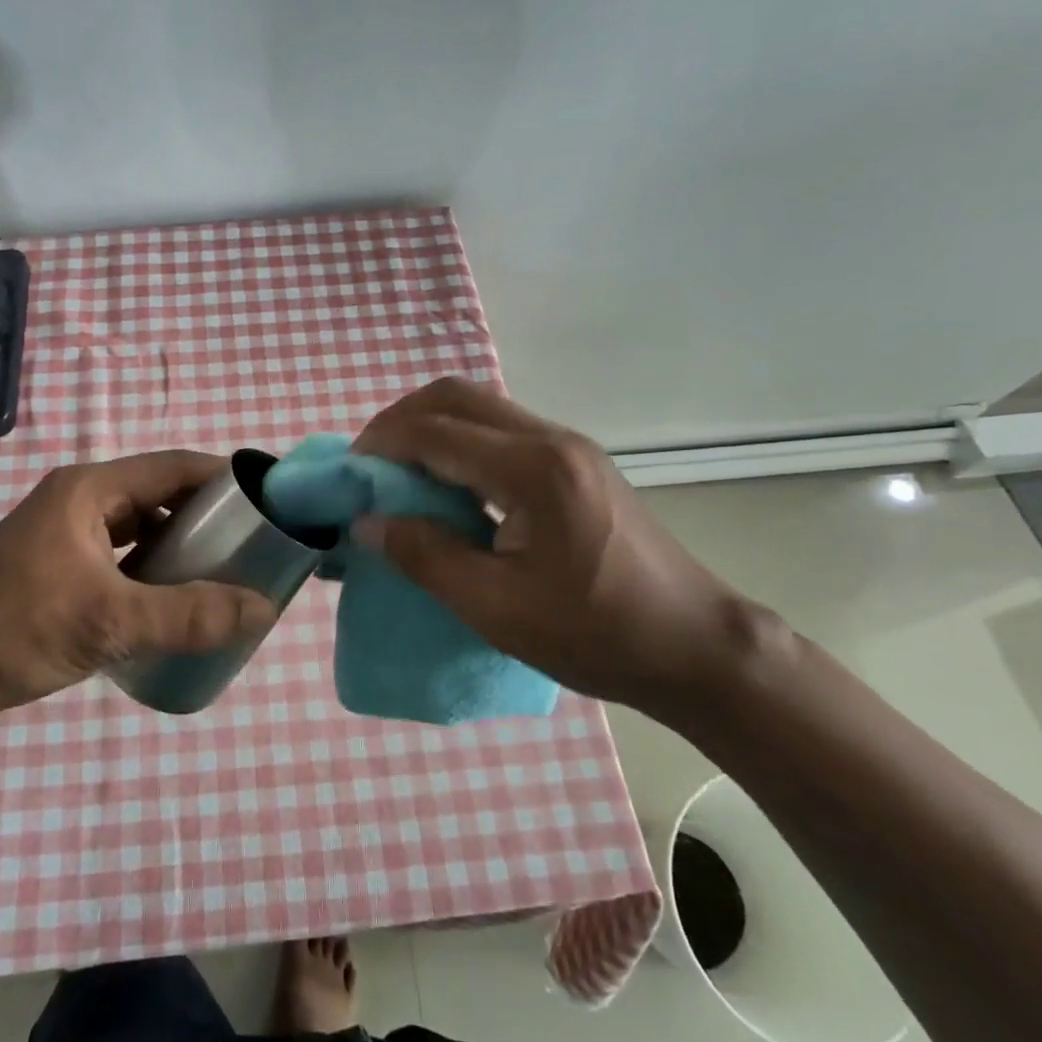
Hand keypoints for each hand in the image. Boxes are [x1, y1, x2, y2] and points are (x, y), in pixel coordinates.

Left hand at [0, 450, 277, 718]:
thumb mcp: (111, 621)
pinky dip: (149, 566)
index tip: (267, 502)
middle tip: (251, 544)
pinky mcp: (55, 563)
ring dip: (177, 543)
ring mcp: (63, 531)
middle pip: (158, 493)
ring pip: (138, 524)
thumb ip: (190, 615)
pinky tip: (168, 598)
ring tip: (220, 571)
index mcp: (89, 488)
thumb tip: (264, 609)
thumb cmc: (18, 630)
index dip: (223, 478)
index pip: (174, 466)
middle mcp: (78, 498)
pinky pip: (119, 551)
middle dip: (205, 515)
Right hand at [351, 379, 753, 716]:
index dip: (380, 444)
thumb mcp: (496, 607)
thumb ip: (424, 556)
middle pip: (455, 396)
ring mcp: (568, 446)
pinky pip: (501, 430)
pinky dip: (459, 443)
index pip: (434, 431)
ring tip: (399, 473)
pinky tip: (448, 485)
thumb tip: (366, 523)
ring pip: (479, 407)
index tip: (347, 474)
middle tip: (369, 465)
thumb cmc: (595, 634)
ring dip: (430, 427)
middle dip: (400, 420)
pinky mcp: (576, 462)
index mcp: (531, 470)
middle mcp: (550, 439)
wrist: (695, 646)